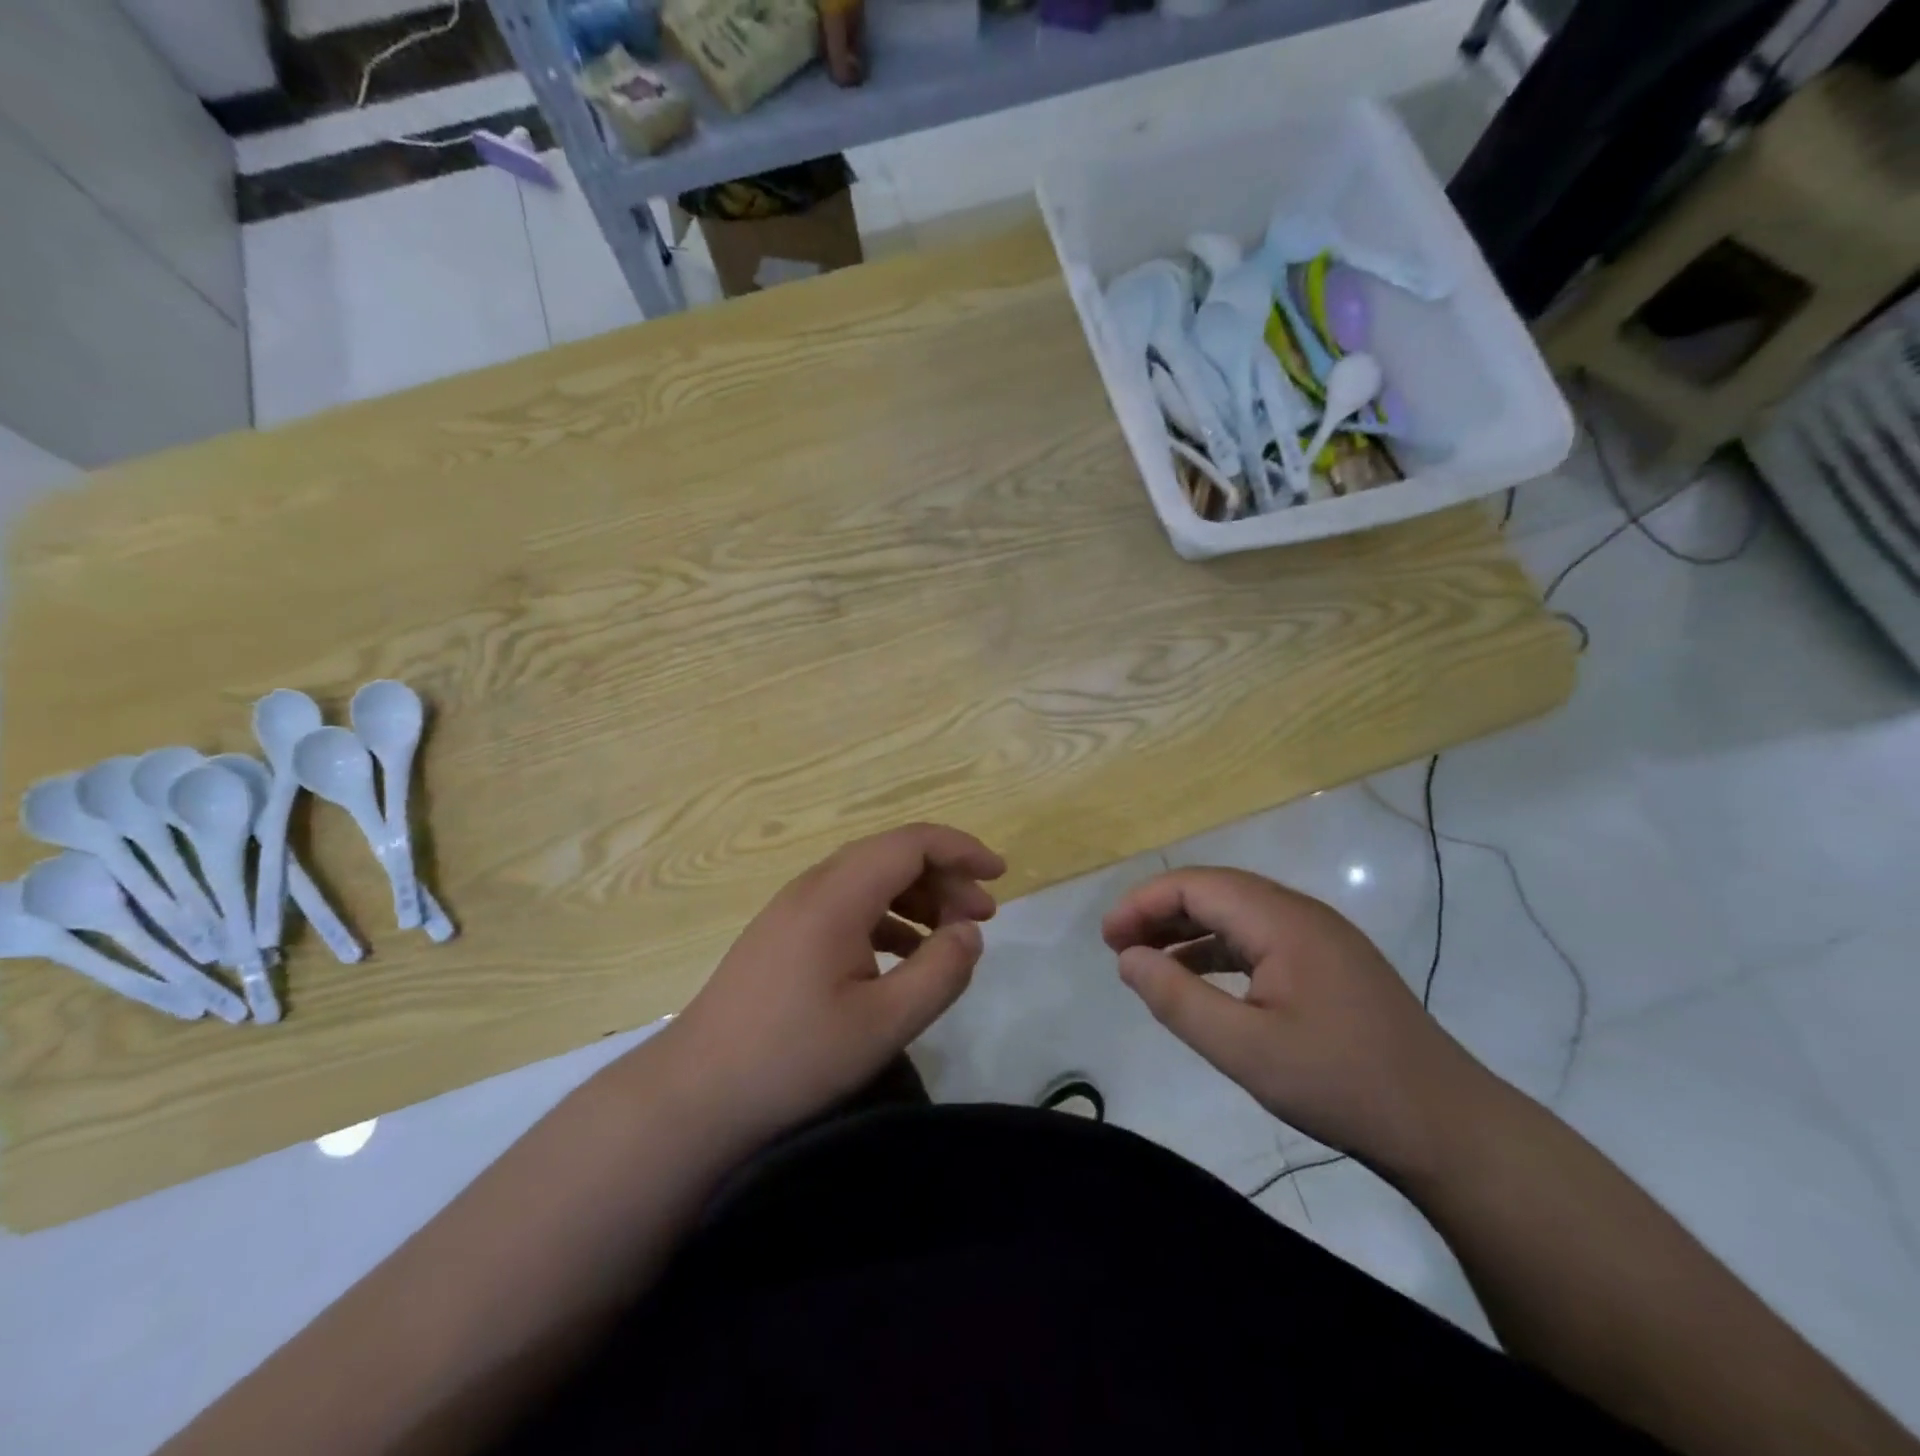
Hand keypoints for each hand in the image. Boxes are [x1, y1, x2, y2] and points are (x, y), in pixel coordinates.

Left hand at [666, 823, 1004, 1144]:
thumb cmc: (793, 1058)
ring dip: (917, 897)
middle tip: (983, 915)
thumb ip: (940, 972)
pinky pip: (848, 907)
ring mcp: (793, 910)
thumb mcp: (883, 1024)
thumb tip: (969, 933)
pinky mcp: (783, 936)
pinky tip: (904, 956)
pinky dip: (887, 919)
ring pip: (869, 880)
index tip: (1001, 874)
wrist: (695, 1096)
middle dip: (944, 876)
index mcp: (837, 895)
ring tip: (951, 935)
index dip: (961, 849)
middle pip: (891, 855)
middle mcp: (813, 887)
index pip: (911, 843)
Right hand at [1103, 867, 1496, 1180]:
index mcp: (1281, 920)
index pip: (1195, 885)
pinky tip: (1198, 979)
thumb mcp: (1245, 1049)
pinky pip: (1258, 938)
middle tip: (1118, 948)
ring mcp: (1319, 937)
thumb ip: (1178, 1000)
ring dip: (1186, 929)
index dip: (1143, 903)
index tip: (1107, 939)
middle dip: (1159, 912)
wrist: (1447, 1126)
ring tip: (1146, 960)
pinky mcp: (1328, 963)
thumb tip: (1128, 958)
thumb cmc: (1341, 1083)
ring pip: (1236, 913)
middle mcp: (1300, 913)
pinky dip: (1217, 950)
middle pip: (1214, 891)